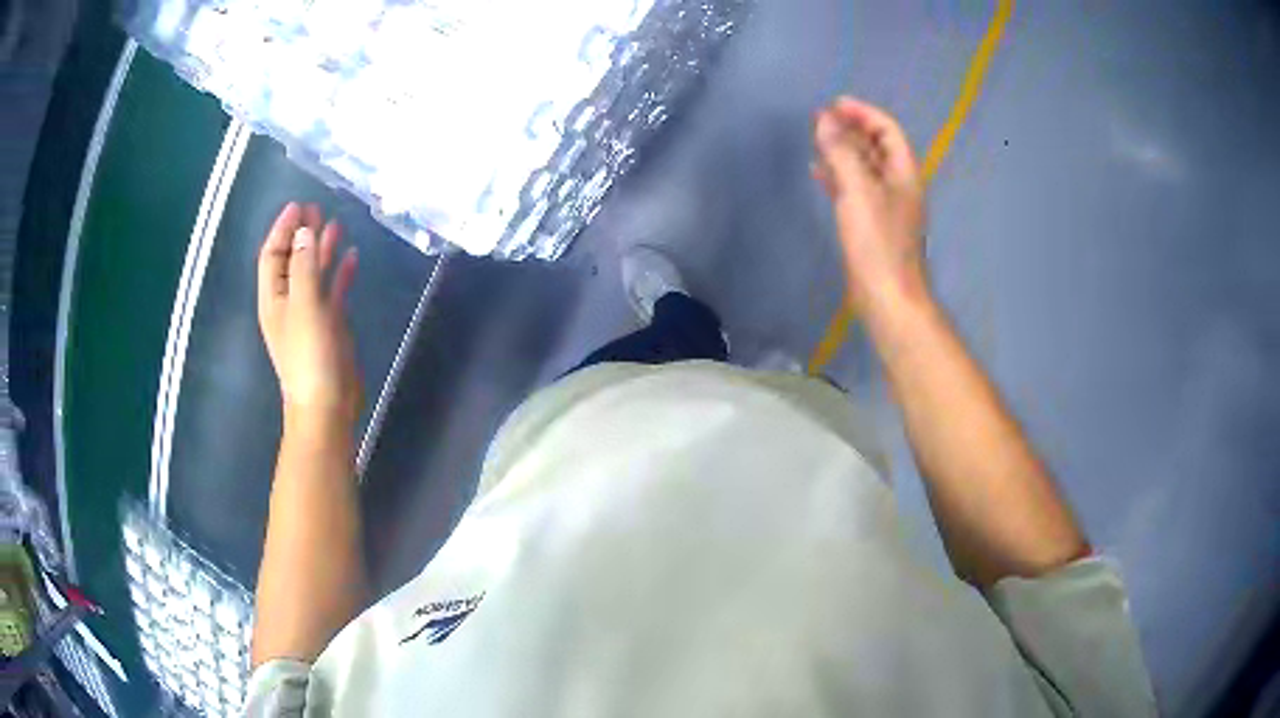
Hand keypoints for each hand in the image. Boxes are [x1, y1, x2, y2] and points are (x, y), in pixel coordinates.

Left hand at [257, 202, 361, 426]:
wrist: (327, 404)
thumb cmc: (310, 356)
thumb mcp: (305, 306)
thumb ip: (304, 267)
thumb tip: (304, 231)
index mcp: (274, 299)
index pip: (272, 256)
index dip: (282, 230)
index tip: (298, 206)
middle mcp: (289, 303)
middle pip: (292, 261)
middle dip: (302, 235)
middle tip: (317, 209)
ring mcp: (310, 314)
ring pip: (314, 273)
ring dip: (322, 249)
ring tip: (335, 225)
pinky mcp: (330, 325)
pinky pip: (333, 291)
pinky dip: (340, 273)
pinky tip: (352, 258)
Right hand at [812, 97, 928, 319]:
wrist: (887, 296)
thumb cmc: (877, 242)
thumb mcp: (859, 191)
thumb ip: (842, 153)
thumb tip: (824, 120)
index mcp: (904, 173)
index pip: (888, 130)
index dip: (864, 113)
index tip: (835, 104)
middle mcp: (898, 185)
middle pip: (876, 146)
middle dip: (851, 129)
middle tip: (821, 119)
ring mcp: (885, 206)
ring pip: (864, 167)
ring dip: (843, 150)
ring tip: (817, 139)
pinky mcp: (871, 224)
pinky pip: (855, 189)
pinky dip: (838, 175)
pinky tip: (819, 173)